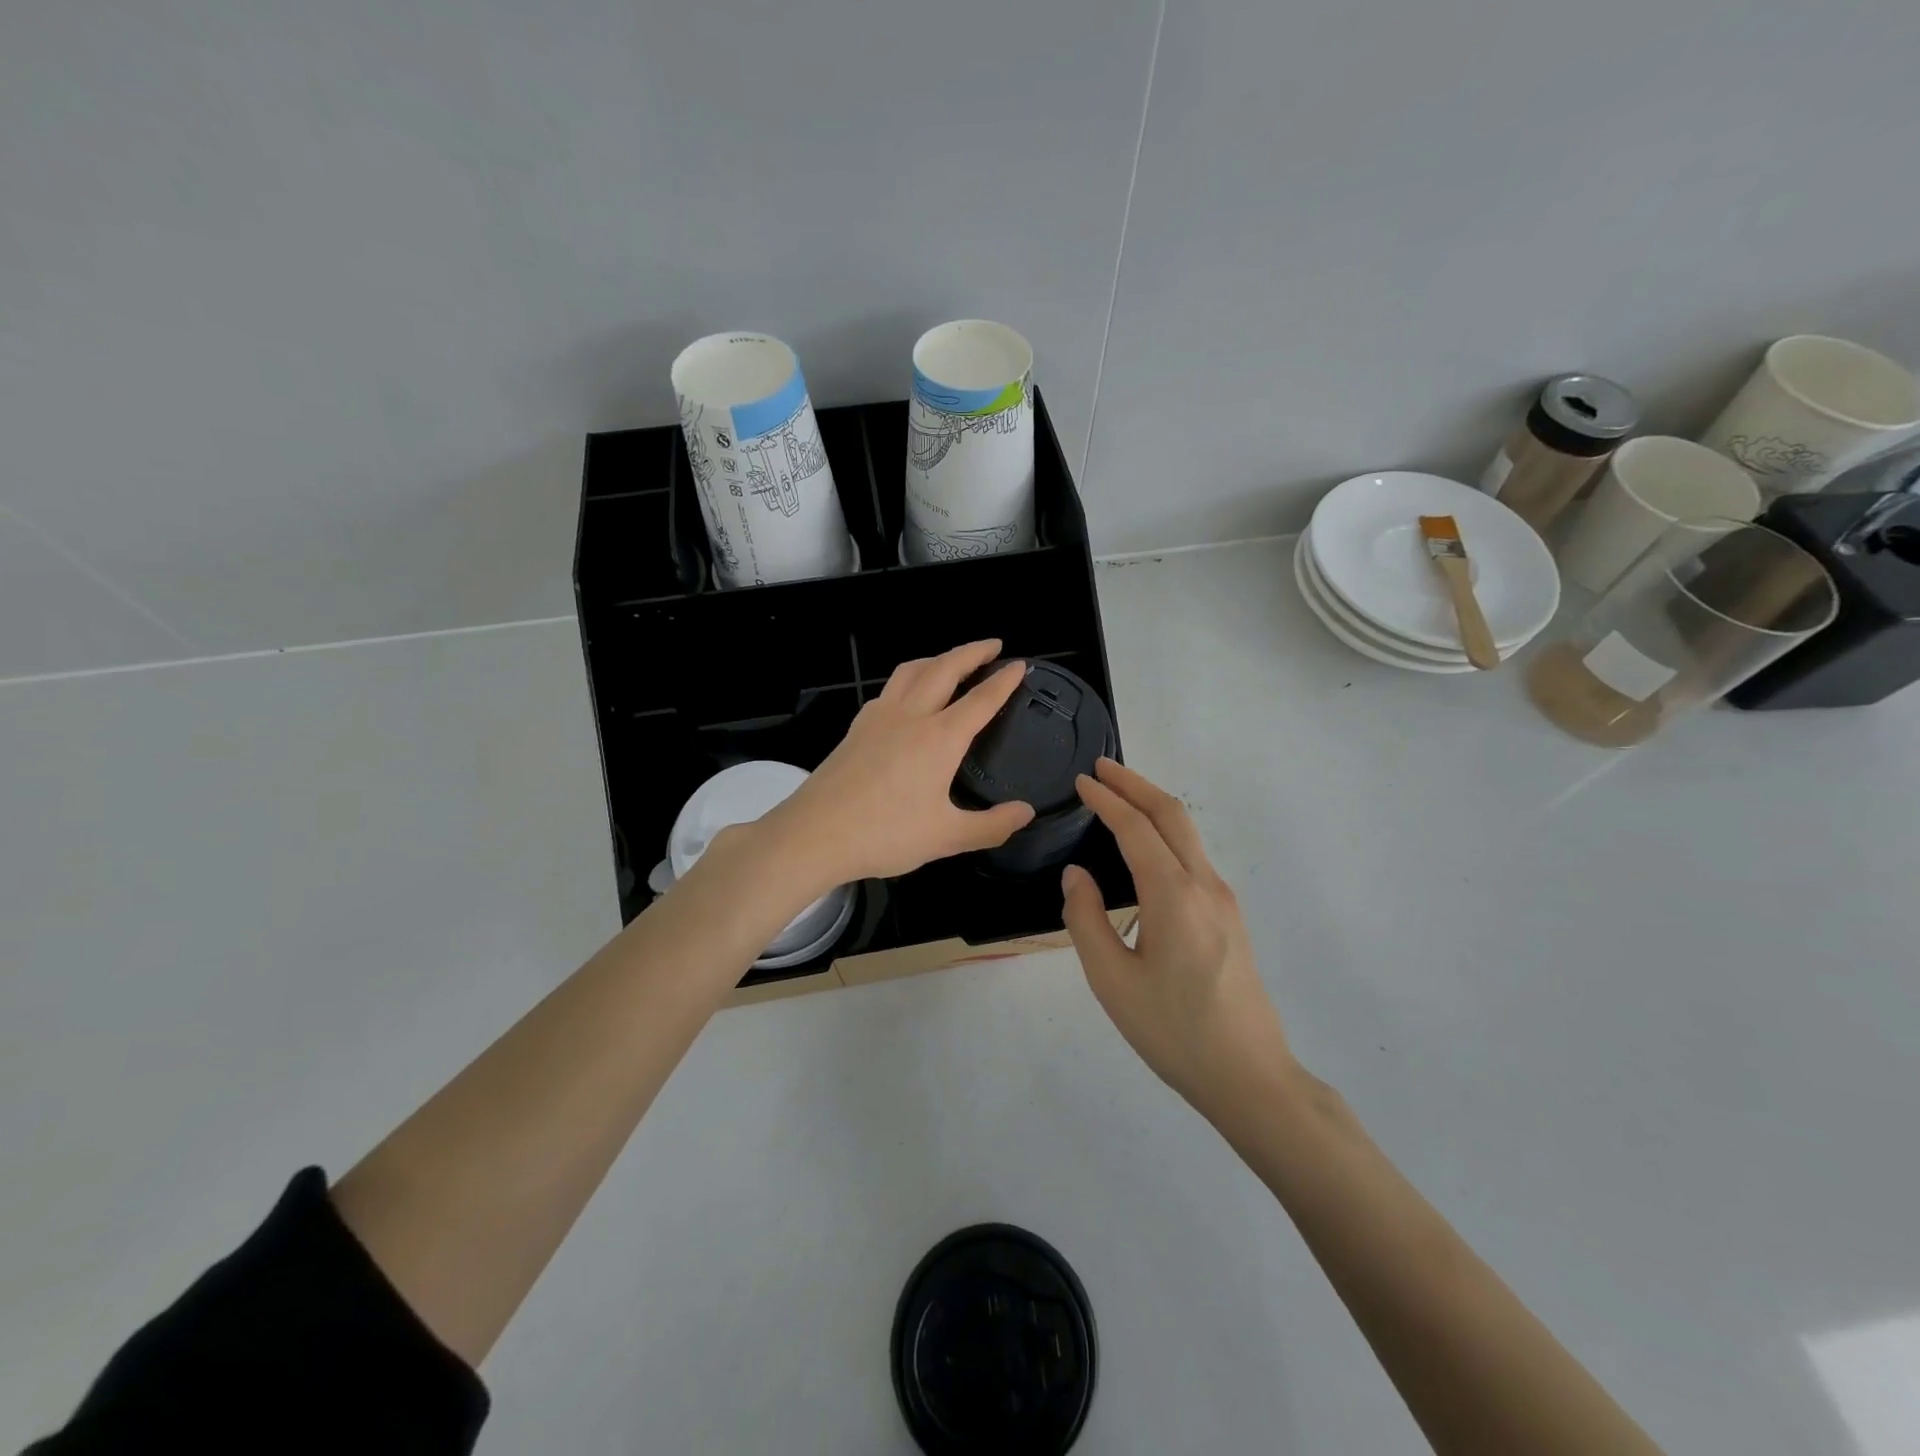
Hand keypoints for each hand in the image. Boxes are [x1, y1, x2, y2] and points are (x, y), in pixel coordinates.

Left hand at [769, 640, 1036, 886]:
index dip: (1003, 681)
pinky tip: (907, 695)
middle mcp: (911, 716)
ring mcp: (879, 717)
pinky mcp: (857, 727)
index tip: (1020, 665)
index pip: (980, 700)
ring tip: (951, 661)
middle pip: (945, 669)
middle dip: (972, 652)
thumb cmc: (885, 834)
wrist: (815, 834)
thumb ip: (991, 825)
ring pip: (911, 671)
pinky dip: (909, 678)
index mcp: (939, 738)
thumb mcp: (946, 837)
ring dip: (937, 658)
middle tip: (993, 646)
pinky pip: (889, 689)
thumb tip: (1026, 812)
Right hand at [1060, 759, 1295, 1121]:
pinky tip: (1146, 848)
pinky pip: (1194, 857)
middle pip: (1172, 814)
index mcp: (1173, 895)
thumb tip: (1077, 875)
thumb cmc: (1174, 1032)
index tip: (1081, 781)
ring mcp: (1224, 900)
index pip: (1136, 828)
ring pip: (1188, 833)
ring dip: (1153, 806)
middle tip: (1102, 768)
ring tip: (1119, 798)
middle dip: (1135, 784)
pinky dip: (1166, 833)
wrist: (1250, 1076)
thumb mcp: (1113, 981)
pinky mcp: (1230, 917)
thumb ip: (1086, 920)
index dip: (1107, 800)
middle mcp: (1205, 885)